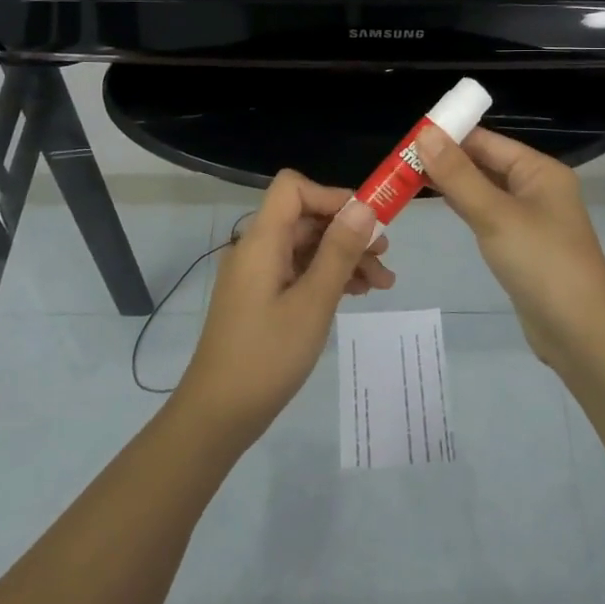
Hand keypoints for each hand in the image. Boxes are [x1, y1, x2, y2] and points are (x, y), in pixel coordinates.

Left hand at [177, 170, 391, 440]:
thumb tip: (364, 206)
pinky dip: (327, 276)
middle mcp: (256, 249)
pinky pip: (298, 271)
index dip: (331, 196)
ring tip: (383, 283)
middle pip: (306, 218)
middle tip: (385, 256)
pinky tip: (357, 294)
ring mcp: (258, 274)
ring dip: (344, 257)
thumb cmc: (267, 356)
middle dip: (348, 232)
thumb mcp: (313, 302)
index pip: (293, 189)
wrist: (218, 415)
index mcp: (262, 241)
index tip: (367, 221)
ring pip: (307, 247)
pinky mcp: (261, 297)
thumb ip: (339, 251)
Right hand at [414, 126, 604, 366]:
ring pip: (485, 190)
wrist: (580, 331)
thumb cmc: (541, 262)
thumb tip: (425, 134)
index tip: (409, 138)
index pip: (487, 141)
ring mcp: (530, 218)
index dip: (450, 136)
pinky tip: (440, 205)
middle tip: (400, 160)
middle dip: (447, 160)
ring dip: (453, 183)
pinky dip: (465, 207)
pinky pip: (488, 215)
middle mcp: (537, 188)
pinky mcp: (521, 245)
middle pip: (486, 163)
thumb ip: (458, 175)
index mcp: (539, 171)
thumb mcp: (495, 214)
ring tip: (409, 178)